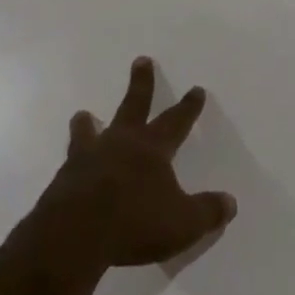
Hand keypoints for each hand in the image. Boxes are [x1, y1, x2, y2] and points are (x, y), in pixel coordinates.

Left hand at [32, 57, 236, 273]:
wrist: (74, 234)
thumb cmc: (134, 222)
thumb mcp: (182, 223)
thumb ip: (207, 212)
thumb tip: (231, 203)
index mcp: (152, 148)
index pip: (176, 121)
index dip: (188, 106)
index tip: (196, 89)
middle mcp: (121, 142)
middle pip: (133, 105)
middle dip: (141, 83)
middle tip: (141, 60)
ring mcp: (89, 157)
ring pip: (90, 130)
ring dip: (89, 122)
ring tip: (84, 114)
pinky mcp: (64, 178)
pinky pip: (70, 161)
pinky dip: (73, 159)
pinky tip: (68, 166)